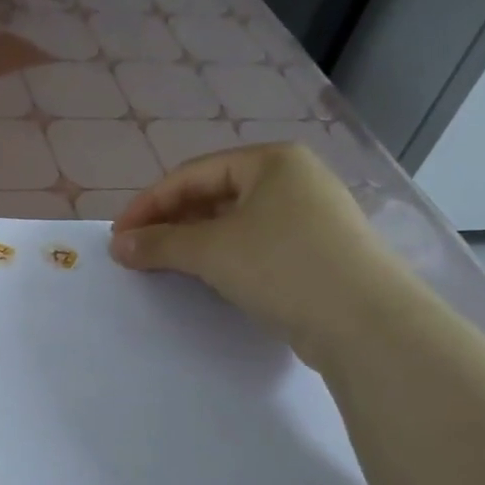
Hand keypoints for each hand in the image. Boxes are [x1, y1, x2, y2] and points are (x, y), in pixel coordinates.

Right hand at [108, 143, 405, 363]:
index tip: (118, 235)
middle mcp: (294, 179)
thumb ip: (159, 243)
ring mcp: (311, 217)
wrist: (366, 323)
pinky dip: (225, 257)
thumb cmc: (283, 266)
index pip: (192, 174)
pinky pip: (257, 245)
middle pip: (214, 195)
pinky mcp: (318, 253)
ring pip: (235, 222)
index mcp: (272, 161)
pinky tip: (208, 278)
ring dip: (195, 241)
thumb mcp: (211, 251)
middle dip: (171, 222)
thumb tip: (118, 245)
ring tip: (165, 265)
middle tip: (139, 251)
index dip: (149, 204)